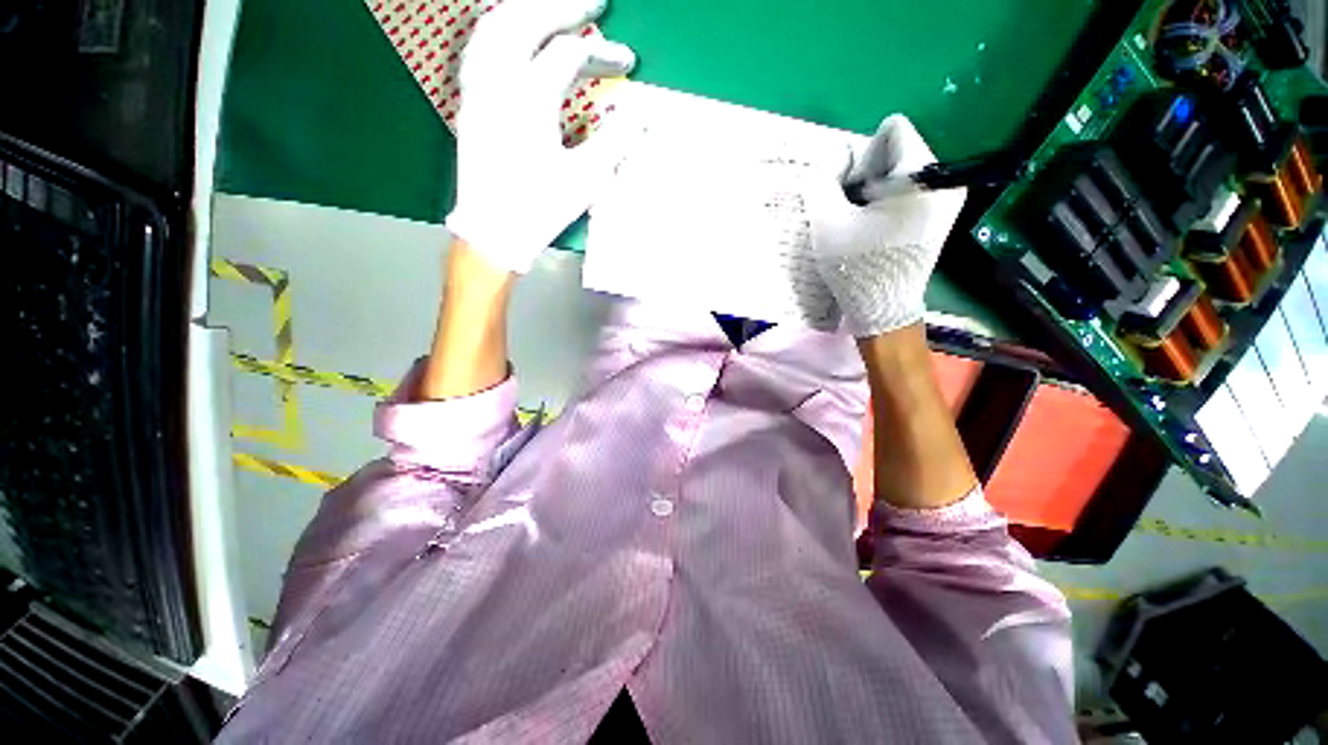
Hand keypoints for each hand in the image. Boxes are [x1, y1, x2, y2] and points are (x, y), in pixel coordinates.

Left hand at [445, 0, 636, 273]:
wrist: (493, 233)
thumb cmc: (540, 209)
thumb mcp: (586, 178)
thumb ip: (616, 139)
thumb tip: (644, 112)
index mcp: (528, 99)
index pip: (569, 56)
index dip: (604, 53)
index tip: (629, 61)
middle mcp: (496, 82)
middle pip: (525, 20)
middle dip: (563, 5)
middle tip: (595, 2)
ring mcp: (477, 88)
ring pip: (495, 26)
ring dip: (528, 11)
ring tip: (556, 11)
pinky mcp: (469, 102)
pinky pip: (480, 47)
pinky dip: (501, 30)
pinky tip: (516, 35)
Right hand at [804, 116, 966, 337]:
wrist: (883, 309)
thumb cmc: (857, 268)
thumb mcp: (827, 223)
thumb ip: (822, 181)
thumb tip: (831, 161)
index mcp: (923, 176)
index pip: (892, 130)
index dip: (863, 158)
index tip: (856, 195)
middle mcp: (945, 178)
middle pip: (897, 150)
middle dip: (868, 176)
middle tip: (856, 213)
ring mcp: (948, 196)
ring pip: (900, 170)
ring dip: (875, 191)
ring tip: (866, 224)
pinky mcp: (942, 212)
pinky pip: (909, 188)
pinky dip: (887, 202)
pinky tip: (877, 229)